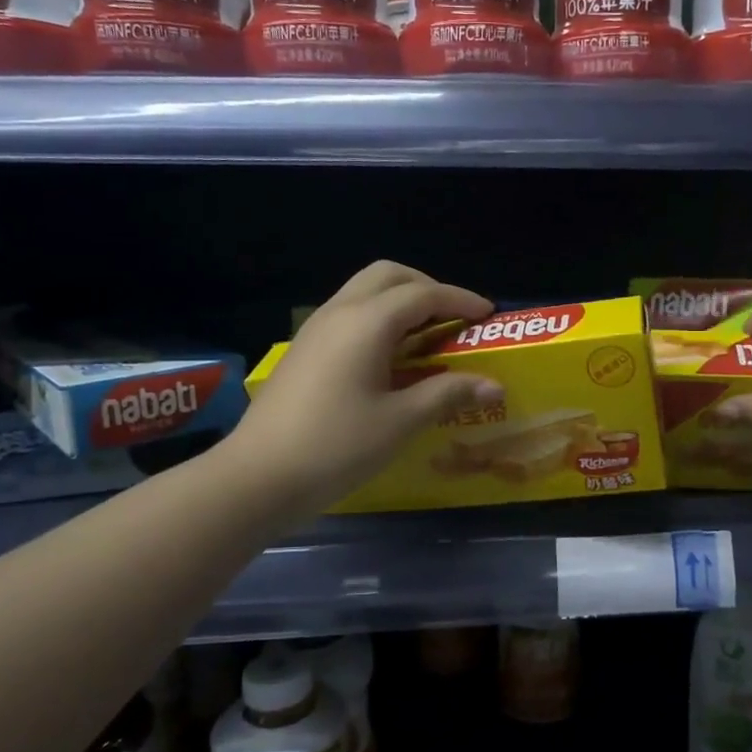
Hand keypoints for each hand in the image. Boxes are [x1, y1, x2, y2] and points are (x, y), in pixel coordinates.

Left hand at [234, 261, 502, 512]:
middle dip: (427, 288)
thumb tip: (493, 385)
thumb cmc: (336, 446)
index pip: (423, 294)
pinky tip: (390, 356)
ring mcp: (316, 329)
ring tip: (427, 335)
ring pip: (364, 291)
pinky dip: (379, 318)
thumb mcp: (400, 422)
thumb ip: (447, 394)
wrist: (258, 476)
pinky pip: (349, 313)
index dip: (460, 300)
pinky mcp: (304, 349)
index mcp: (367, 322)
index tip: (488, 314)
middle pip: (389, 275)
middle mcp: (340, 312)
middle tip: (454, 318)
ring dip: (400, 301)